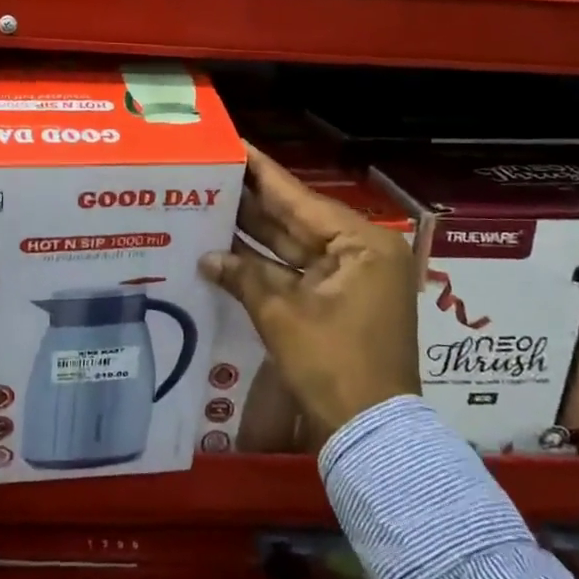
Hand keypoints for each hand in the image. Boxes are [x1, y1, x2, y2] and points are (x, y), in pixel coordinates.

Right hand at [199, 145, 418, 440]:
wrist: (370, 434)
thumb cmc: (334, 366)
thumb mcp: (283, 316)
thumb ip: (245, 277)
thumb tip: (207, 256)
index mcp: (361, 245)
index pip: (300, 197)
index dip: (261, 172)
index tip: (234, 144)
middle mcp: (360, 253)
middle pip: (296, 218)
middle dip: (252, 200)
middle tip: (212, 171)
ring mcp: (350, 280)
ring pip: (292, 246)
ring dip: (254, 232)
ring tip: (210, 202)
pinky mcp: (337, 303)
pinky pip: (295, 272)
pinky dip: (264, 265)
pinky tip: (226, 249)